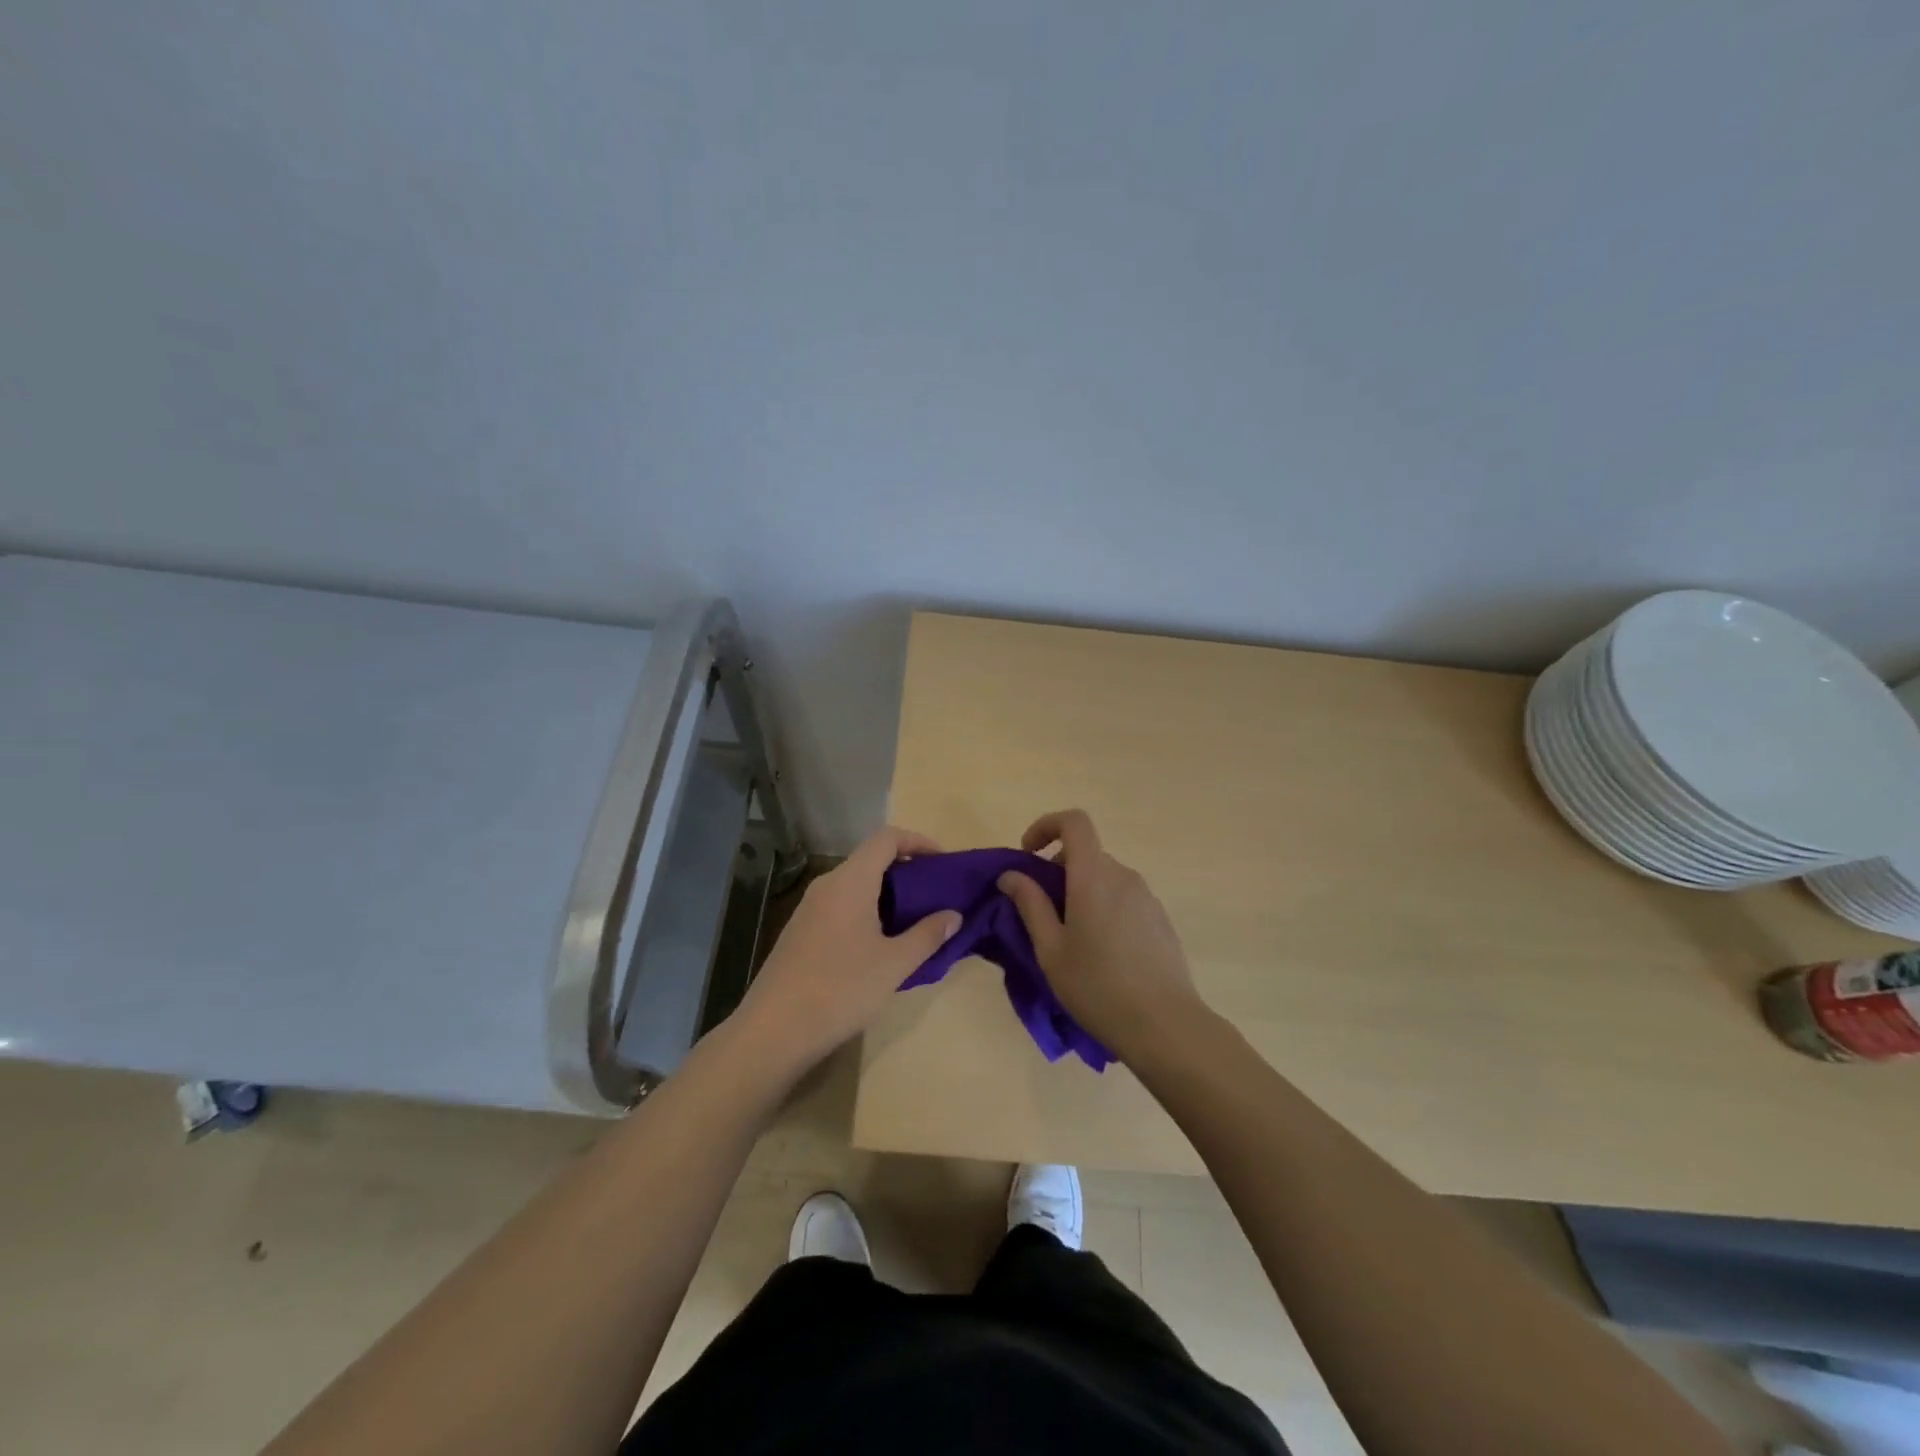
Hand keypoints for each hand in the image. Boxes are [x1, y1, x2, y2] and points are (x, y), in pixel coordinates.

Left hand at [734, 825, 960, 1068]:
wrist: (774, 1030)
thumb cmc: (841, 989)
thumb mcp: (894, 964)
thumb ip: (927, 935)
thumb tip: (953, 916)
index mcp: (850, 881)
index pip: (886, 838)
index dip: (918, 842)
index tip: (943, 862)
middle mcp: (827, 885)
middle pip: (871, 859)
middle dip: (906, 871)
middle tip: (935, 895)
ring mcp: (809, 909)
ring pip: (855, 885)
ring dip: (887, 894)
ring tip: (914, 921)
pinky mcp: (801, 932)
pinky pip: (841, 906)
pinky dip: (867, 911)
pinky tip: (880, 944)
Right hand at [998, 809, 1206, 1061]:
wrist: (1165, 1025)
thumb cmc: (1097, 986)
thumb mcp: (1050, 949)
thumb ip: (1029, 904)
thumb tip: (1011, 875)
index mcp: (1093, 876)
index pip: (1074, 822)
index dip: (1046, 826)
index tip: (1028, 855)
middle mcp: (1123, 876)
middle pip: (1087, 853)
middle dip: (1058, 870)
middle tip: (1042, 912)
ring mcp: (1147, 897)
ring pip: (1105, 878)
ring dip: (1081, 892)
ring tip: (1071, 940)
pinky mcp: (1160, 919)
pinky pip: (1124, 898)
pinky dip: (1104, 907)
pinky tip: (1102, 954)